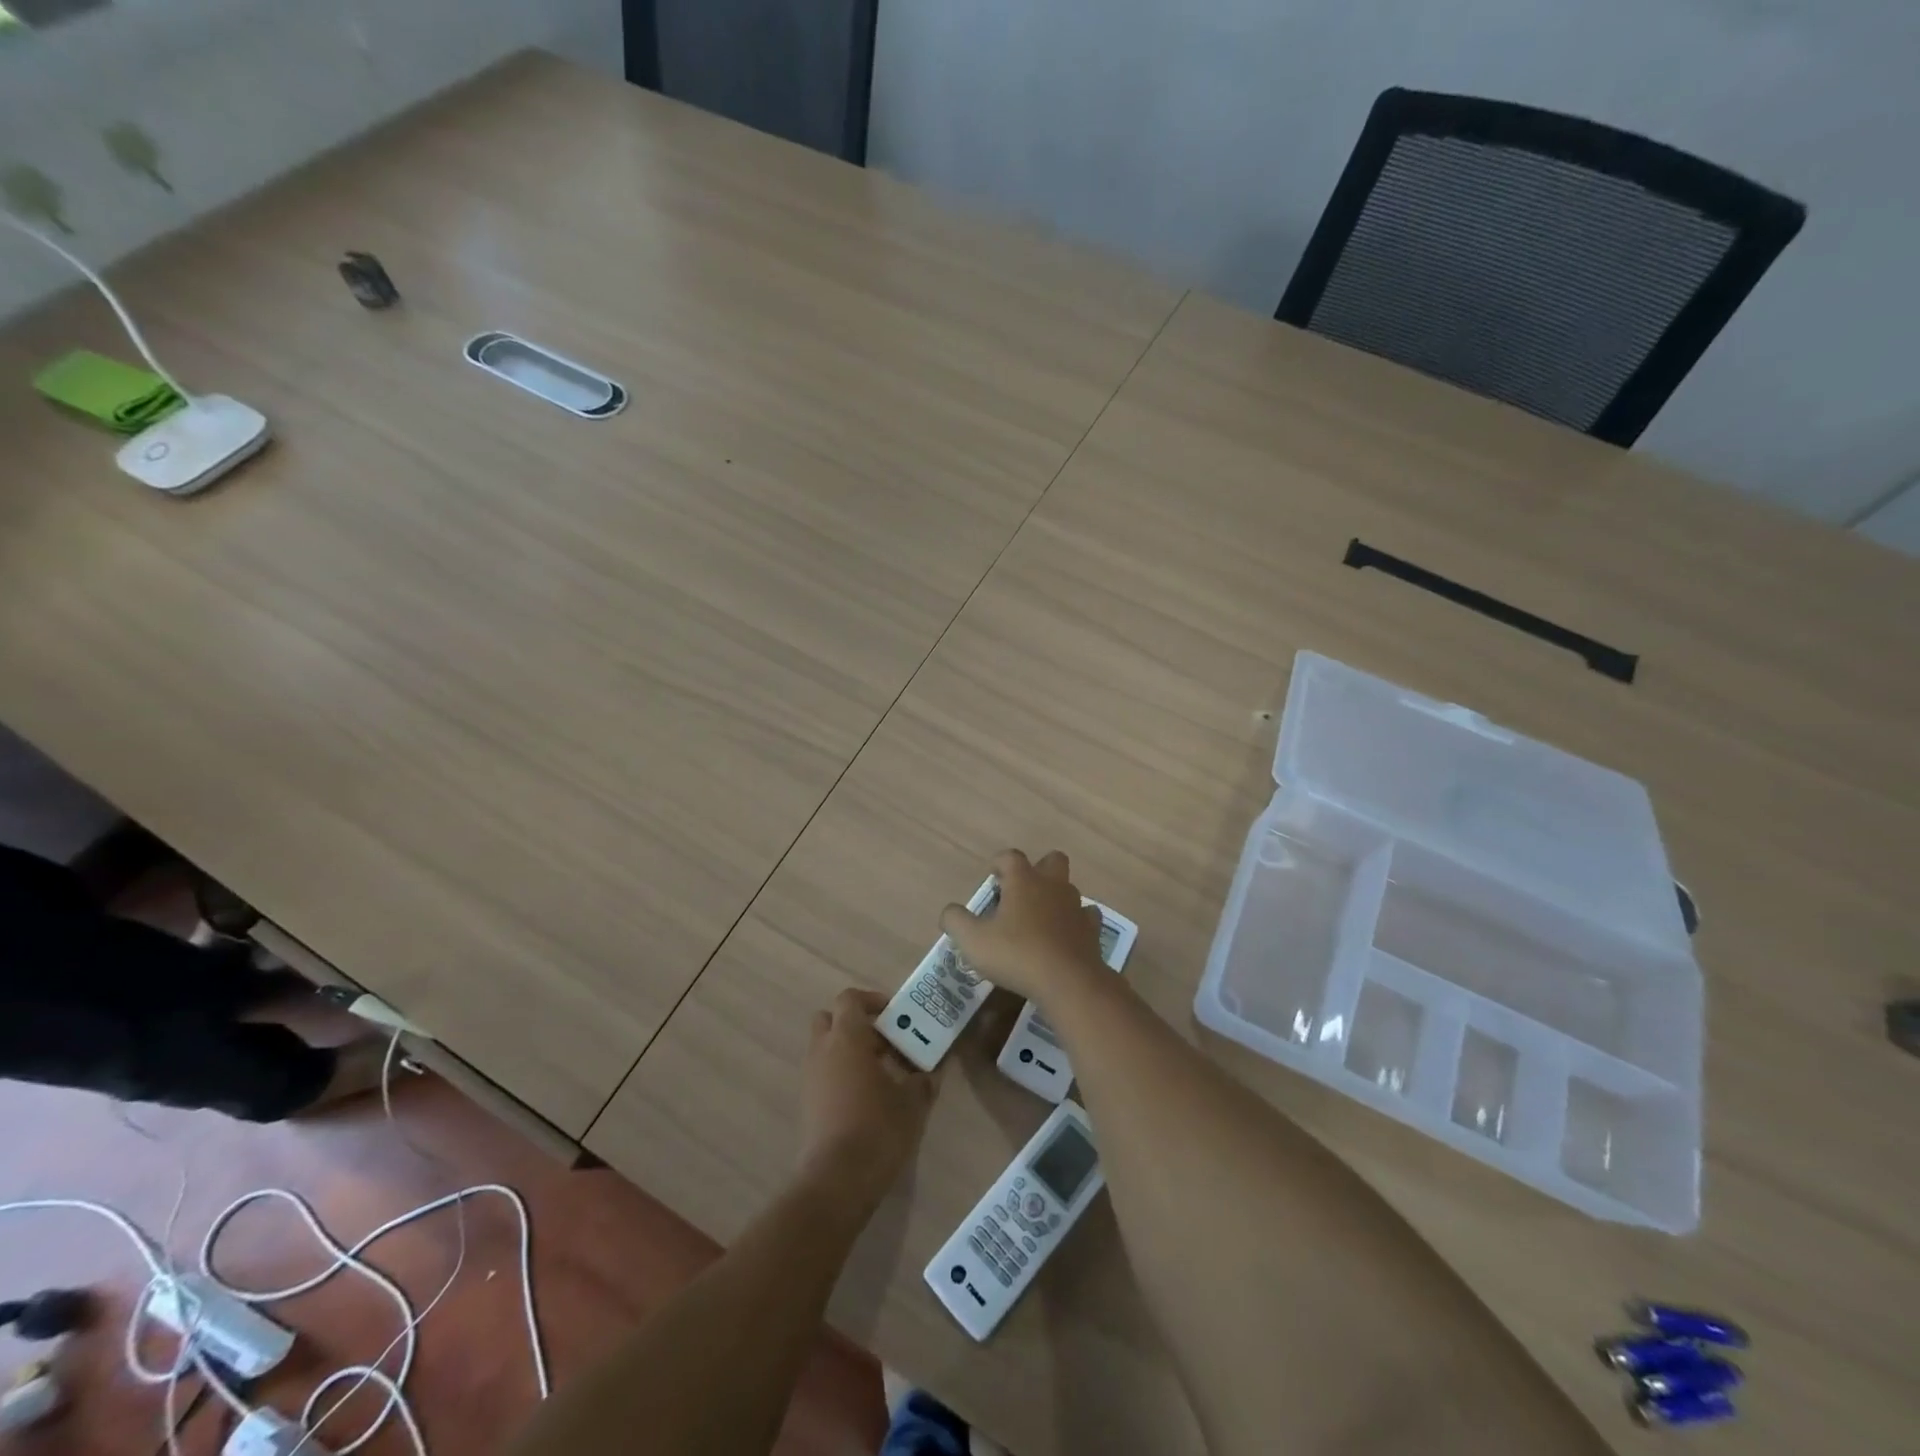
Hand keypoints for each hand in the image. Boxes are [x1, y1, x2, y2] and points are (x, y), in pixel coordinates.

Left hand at [798, 988, 938, 1210]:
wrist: (836, 1181)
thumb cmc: (877, 1128)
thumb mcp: (912, 1103)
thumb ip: (922, 1081)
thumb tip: (931, 1073)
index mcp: (847, 1038)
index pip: (850, 999)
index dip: (872, 1000)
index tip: (895, 1015)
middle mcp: (822, 1050)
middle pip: (831, 1019)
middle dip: (856, 1024)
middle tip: (885, 1041)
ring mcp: (810, 1077)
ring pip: (826, 1047)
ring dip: (849, 1051)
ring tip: (881, 1073)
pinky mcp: (807, 1103)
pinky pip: (823, 1073)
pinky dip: (841, 1074)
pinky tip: (867, 1098)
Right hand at [940, 849, 1107, 1002]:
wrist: (1068, 982)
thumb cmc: (1016, 954)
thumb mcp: (973, 940)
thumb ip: (956, 921)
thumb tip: (949, 912)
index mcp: (1024, 880)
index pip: (1010, 856)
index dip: (999, 863)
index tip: (991, 877)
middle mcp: (1052, 885)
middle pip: (1051, 860)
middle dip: (1038, 869)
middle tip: (1021, 892)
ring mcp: (1076, 906)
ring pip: (1068, 888)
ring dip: (1055, 897)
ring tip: (1039, 920)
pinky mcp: (1091, 929)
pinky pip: (1086, 916)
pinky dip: (1075, 921)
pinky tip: (1065, 936)